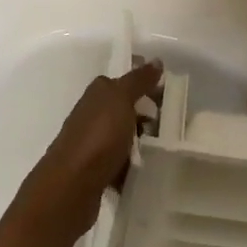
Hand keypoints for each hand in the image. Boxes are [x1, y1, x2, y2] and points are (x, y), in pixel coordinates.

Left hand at [24, 60, 163, 234]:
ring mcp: (93, 142)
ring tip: (166, 148)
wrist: (71, 185)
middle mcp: (93, 114)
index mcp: (98, 92)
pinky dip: (132, 165)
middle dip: (149, 113)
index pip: (125, 79)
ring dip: (143, 141)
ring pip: (125, 136)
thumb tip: (156, 60)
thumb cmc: (98, 136)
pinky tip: (148, 170)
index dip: (146, 82)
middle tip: (175, 121)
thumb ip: (138, 80)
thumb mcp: (121, 100)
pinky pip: (120, 162)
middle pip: (126, 108)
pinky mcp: (95, 169)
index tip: (169, 91)